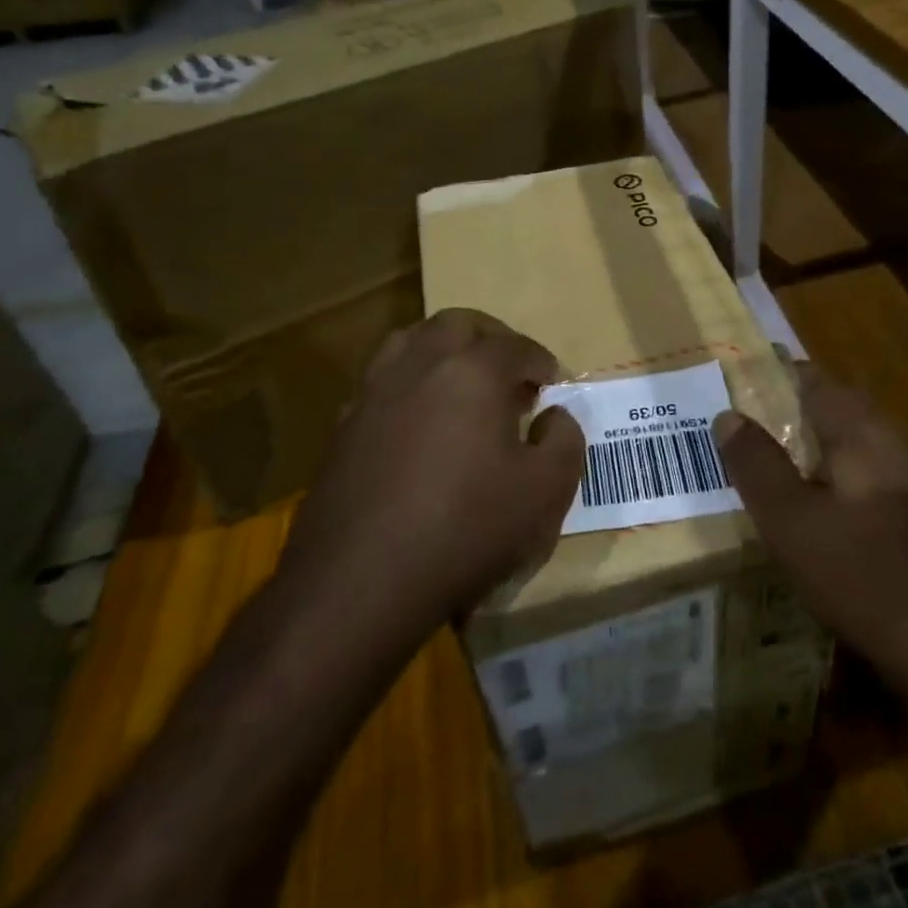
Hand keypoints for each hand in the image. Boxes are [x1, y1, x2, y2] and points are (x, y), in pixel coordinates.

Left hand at [274, 309, 583, 642]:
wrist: (360, 583)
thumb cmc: (466, 529)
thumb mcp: (545, 491)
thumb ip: (565, 441)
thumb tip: (554, 416)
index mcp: (473, 371)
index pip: (517, 346)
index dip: (541, 361)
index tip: (553, 383)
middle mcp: (420, 365)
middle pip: (458, 325)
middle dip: (491, 338)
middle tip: (510, 372)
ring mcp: (374, 392)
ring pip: (411, 341)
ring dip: (444, 350)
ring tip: (463, 384)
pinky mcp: (343, 425)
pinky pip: (382, 380)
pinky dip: (409, 382)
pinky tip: (420, 421)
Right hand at [715, 365, 907, 690]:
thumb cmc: (863, 576)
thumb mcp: (791, 522)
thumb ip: (757, 466)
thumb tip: (728, 416)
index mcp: (864, 435)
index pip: (819, 382)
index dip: (783, 376)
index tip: (750, 380)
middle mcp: (900, 446)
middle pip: (846, 412)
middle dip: (803, 412)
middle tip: (761, 427)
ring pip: (866, 447)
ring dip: (828, 448)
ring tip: (790, 467)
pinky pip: (882, 479)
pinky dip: (851, 481)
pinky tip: (837, 514)